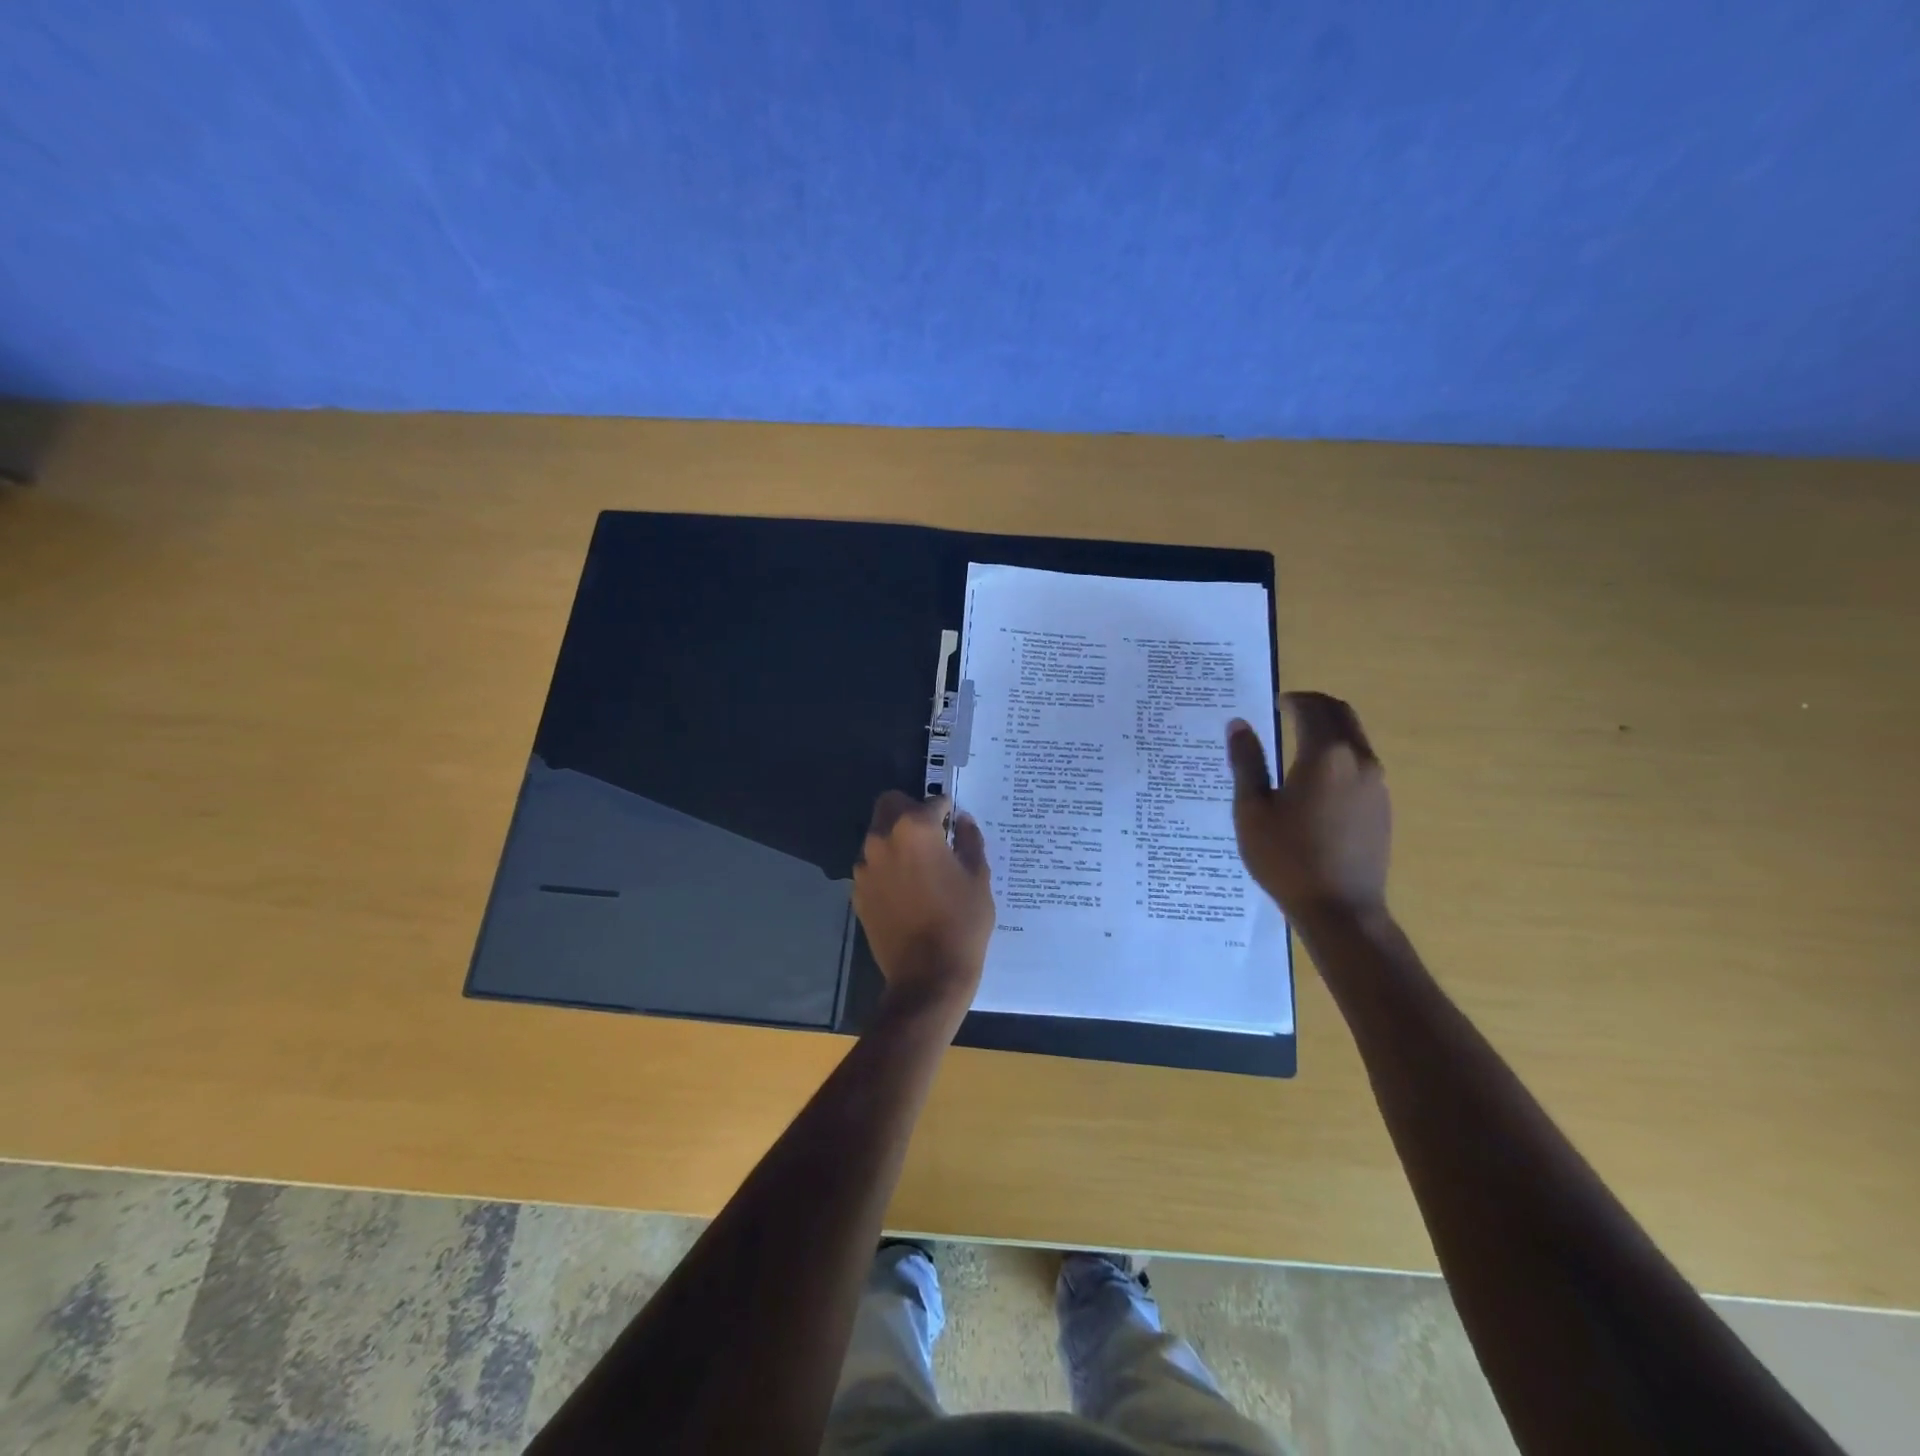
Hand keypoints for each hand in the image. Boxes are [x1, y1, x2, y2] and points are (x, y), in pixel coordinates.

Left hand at [853, 792, 994, 1019]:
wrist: (928, 976)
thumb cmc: (962, 922)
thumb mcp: (978, 877)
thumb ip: (969, 840)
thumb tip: (962, 821)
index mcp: (915, 829)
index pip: (932, 801)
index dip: (947, 810)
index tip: (955, 823)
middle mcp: (882, 839)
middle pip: (890, 804)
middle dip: (911, 810)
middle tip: (932, 834)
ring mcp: (865, 866)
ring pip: (878, 834)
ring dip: (896, 839)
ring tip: (919, 866)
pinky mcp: (858, 891)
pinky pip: (872, 866)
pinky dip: (886, 867)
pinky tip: (906, 891)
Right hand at [1227, 692, 1390, 923]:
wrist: (1340, 910)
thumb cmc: (1286, 859)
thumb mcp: (1252, 810)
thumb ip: (1246, 762)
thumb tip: (1238, 725)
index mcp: (1325, 756)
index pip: (1312, 708)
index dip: (1292, 700)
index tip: (1274, 704)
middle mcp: (1359, 760)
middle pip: (1342, 713)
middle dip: (1315, 706)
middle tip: (1287, 712)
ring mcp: (1377, 784)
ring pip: (1355, 737)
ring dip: (1329, 729)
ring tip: (1298, 744)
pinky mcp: (1382, 805)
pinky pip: (1361, 762)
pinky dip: (1340, 753)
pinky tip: (1316, 779)